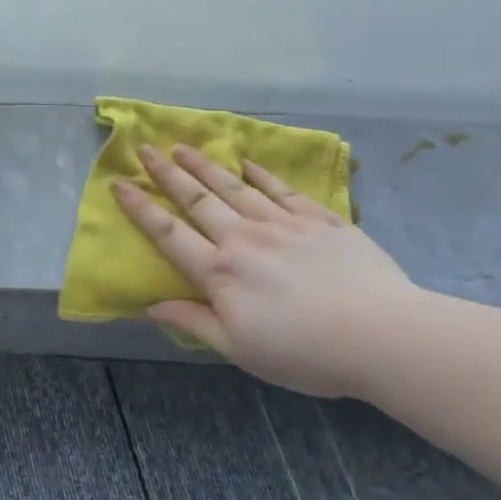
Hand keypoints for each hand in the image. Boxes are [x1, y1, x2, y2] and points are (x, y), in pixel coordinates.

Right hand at [111, 143, 418, 398]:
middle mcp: (244, 238)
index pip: (168, 233)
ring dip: (206, 166)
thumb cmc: (304, 353)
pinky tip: (248, 162)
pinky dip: (262, 174)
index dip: (139, 208)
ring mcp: (283, 224)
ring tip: (184, 146)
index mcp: (220, 272)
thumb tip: (150, 306)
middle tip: (145, 148)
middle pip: (197, 199)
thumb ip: (194, 322)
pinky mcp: (321, 220)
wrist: (382, 336)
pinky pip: (282, 190)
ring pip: (235, 187)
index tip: (118, 183)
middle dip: (167, 173)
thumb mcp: (240, 349)